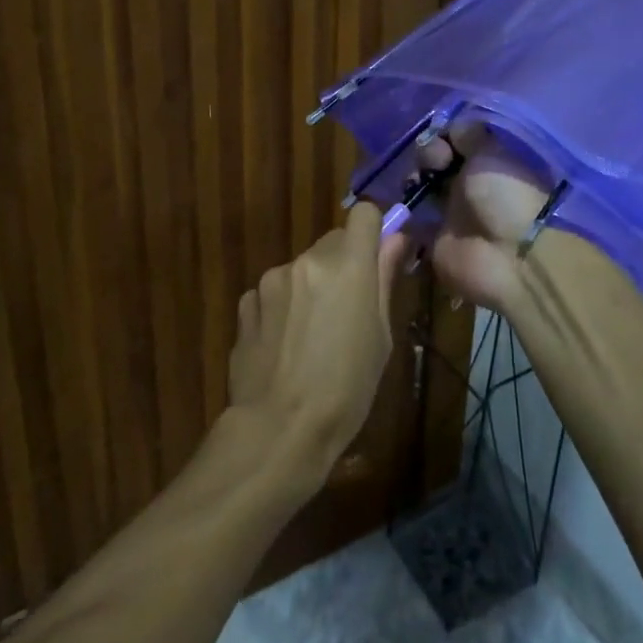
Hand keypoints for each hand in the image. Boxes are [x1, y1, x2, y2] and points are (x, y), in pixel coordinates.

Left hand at [227, 204, 406, 474]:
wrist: (279, 428)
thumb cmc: (346, 389)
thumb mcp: (380, 338)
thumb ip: (384, 280)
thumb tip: (395, 239)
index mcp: (349, 266)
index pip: (364, 214)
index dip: (372, 230)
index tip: (376, 256)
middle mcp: (308, 260)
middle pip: (333, 242)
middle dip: (343, 264)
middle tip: (346, 309)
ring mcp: (273, 279)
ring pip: (301, 268)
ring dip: (310, 287)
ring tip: (311, 337)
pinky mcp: (247, 301)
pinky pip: (273, 291)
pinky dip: (282, 307)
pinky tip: (283, 346)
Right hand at [419, 122, 550, 318]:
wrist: (509, 256)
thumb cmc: (504, 196)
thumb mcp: (491, 154)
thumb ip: (469, 136)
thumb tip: (453, 127)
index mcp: (487, 165)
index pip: (457, 143)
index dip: (444, 137)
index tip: (443, 140)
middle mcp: (469, 187)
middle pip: (437, 163)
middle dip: (428, 156)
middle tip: (435, 162)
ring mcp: (451, 214)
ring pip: (422, 188)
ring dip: (414, 180)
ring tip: (417, 183)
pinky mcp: (435, 241)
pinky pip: (412, 221)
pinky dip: (404, 212)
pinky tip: (403, 201)